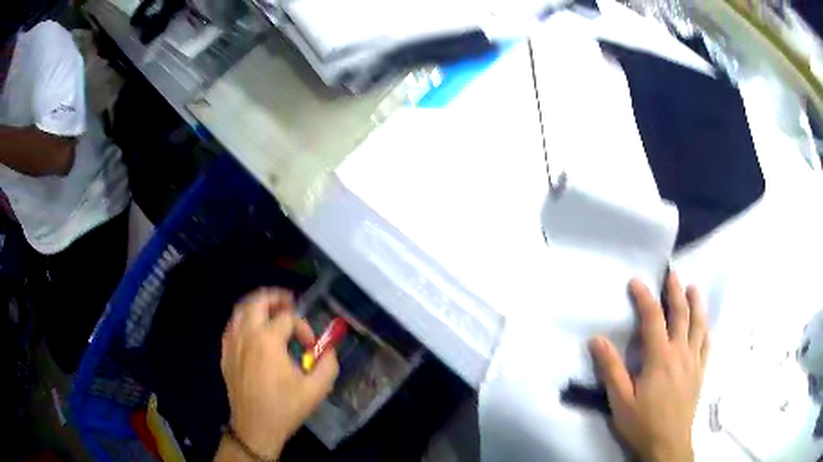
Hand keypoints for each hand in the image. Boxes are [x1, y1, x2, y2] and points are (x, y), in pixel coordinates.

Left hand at [218, 288, 338, 459]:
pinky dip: (244, 320)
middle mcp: (246, 335)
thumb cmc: (285, 408)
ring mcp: (232, 343)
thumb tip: (328, 349)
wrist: (255, 428)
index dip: (303, 327)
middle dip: (275, 297)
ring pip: (240, 310)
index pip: (288, 318)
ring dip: (257, 305)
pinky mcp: (225, 354)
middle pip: (256, 301)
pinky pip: (232, 326)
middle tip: (289, 301)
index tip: (311, 346)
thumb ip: (328, 363)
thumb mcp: (316, 389)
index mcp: (267, 340)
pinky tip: (253, 331)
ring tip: (272, 312)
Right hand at [589, 273, 709, 461]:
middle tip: (672, 273)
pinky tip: (704, 324)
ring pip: (698, 325)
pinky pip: (706, 345)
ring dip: (696, 304)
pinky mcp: (700, 372)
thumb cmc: (642, 423)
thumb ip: (611, 369)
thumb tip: (597, 340)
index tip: (635, 282)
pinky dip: (705, 330)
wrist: (668, 444)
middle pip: (681, 314)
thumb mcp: (620, 400)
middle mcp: (680, 352)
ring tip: (693, 288)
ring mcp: (694, 361)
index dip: (644, 297)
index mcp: (660, 357)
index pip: (653, 318)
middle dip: (675, 291)